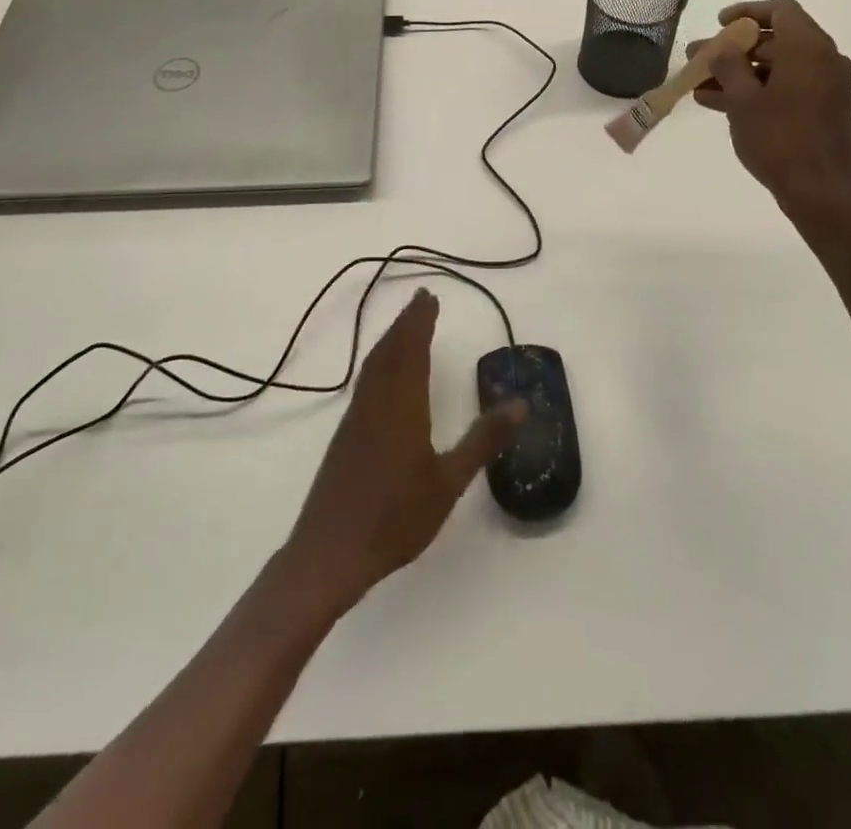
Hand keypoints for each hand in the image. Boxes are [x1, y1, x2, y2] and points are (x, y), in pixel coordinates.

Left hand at [282, 290, 525, 616]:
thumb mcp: (449, 481)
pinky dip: (379, 362)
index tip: (429, 297)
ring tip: (405, 327)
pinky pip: (366, 382)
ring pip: (374, 365)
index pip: (413, 350)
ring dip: (390, 339)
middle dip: (406, 322)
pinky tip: (384, 375)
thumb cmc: (395, 517)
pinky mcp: (346, 436)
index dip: (421, 321)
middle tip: (421, 300)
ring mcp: (356, 418)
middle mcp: (376, 402)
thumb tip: (522, 403)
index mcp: (402, 405)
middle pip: (390, 350)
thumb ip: (484, 440)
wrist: (329, 553)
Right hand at [690, 0, 850, 239]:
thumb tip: (721, 48)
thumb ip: (728, 66)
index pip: (780, 10)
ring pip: (777, 67)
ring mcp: (826, 86)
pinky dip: (756, 90)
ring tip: (700, 86)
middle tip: (698, 59)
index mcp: (809, 48)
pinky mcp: (823, 109)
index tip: (719, 24)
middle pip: (775, 39)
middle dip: (734, 49)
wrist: (821, 192)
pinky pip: (786, 87)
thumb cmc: (779, 140)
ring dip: (740, 72)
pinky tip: (719, 104)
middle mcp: (824, 59)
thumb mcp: (743, 100)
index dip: (746, 12)